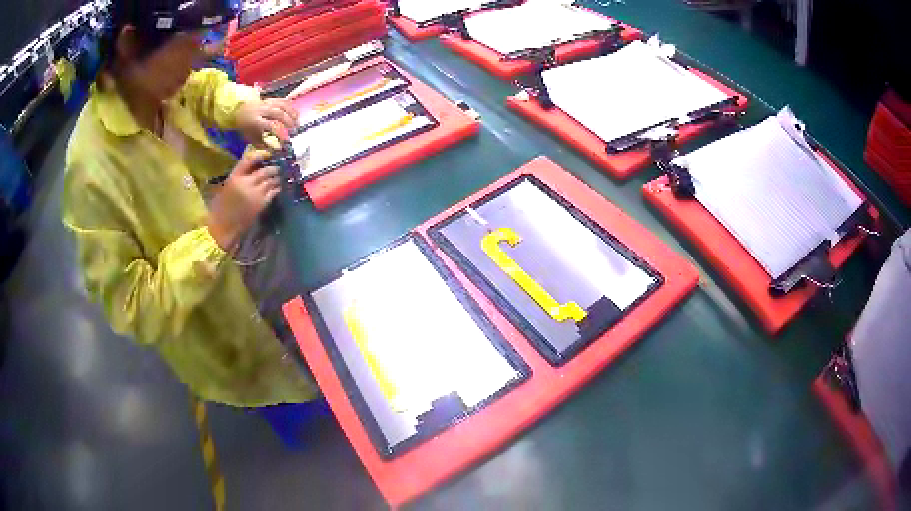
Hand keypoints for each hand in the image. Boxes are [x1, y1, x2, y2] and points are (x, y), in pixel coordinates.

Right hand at [207, 150, 280, 249]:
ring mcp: (254, 193)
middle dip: (273, 167)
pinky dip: (277, 187)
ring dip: (277, 177)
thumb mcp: (227, 186)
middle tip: (278, 167)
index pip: (249, 159)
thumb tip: (255, 165)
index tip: (268, 154)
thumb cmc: (222, 207)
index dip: (261, 154)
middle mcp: (245, 182)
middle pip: (265, 170)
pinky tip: (277, 187)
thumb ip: (240, 175)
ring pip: (271, 180)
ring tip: (279, 176)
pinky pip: (273, 191)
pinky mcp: (261, 204)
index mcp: (234, 176)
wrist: (222, 227)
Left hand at [234, 98, 298, 147]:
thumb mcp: (249, 137)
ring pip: (282, 105)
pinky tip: (295, 114)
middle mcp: (261, 109)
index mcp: (255, 120)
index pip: (270, 124)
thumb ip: (262, 143)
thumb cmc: (245, 127)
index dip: (280, 132)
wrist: (238, 110)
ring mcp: (266, 102)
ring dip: (292, 114)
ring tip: (297, 122)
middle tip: (294, 130)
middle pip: (279, 113)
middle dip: (288, 121)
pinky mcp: (270, 99)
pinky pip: (283, 100)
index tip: (286, 140)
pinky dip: (291, 107)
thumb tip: (275, 149)